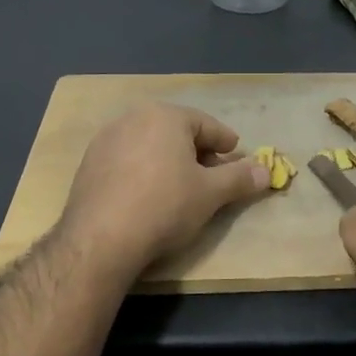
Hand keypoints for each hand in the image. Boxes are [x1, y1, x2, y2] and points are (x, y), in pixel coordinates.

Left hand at [59, 103, 271, 274]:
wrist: (100, 239)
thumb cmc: (165, 206)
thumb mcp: (211, 194)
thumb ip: (240, 178)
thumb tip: (266, 171)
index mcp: (166, 116)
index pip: (207, 125)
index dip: (227, 144)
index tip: (238, 159)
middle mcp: (133, 118)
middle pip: (177, 132)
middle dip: (198, 152)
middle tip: (212, 176)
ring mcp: (106, 140)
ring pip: (150, 145)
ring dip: (170, 161)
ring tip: (182, 187)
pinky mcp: (88, 164)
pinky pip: (128, 160)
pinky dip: (144, 171)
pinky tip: (149, 196)